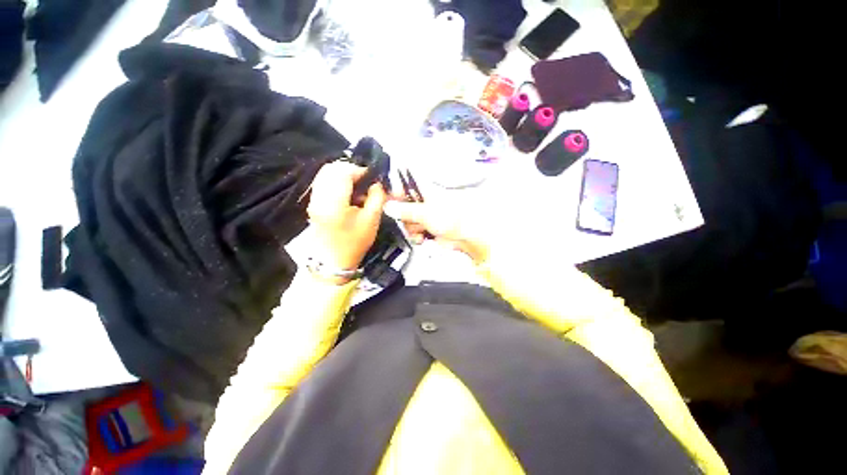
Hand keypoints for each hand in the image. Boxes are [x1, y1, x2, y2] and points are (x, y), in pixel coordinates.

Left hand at [307, 162, 386, 282]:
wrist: (333, 261)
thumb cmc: (355, 243)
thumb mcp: (372, 220)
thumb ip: (377, 197)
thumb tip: (376, 183)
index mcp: (334, 203)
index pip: (343, 173)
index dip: (359, 170)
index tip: (372, 178)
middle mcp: (319, 197)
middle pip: (330, 168)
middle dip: (350, 170)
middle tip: (364, 181)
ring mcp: (313, 200)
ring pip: (324, 174)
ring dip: (342, 175)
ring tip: (356, 187)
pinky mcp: (312, 203)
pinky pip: (322, 183)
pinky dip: (335, 182)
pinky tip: (347, 193)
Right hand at [383, 199, 489, 264]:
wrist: (466, 237)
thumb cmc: (451, 218)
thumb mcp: (424, 212)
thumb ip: (404, 210)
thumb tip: (387, 206)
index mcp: (424, 191)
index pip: (403, 188)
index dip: (394, 195)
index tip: (387, 203)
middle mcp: (424, 202)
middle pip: (402, 208)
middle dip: (405, 217)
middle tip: (413, 221)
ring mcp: (426, 217)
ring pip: (408, 222)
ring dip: (412, 229)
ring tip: (422, 230)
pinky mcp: (428, 229)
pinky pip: (414, 233)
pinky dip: (417, 237)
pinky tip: (422, 238)